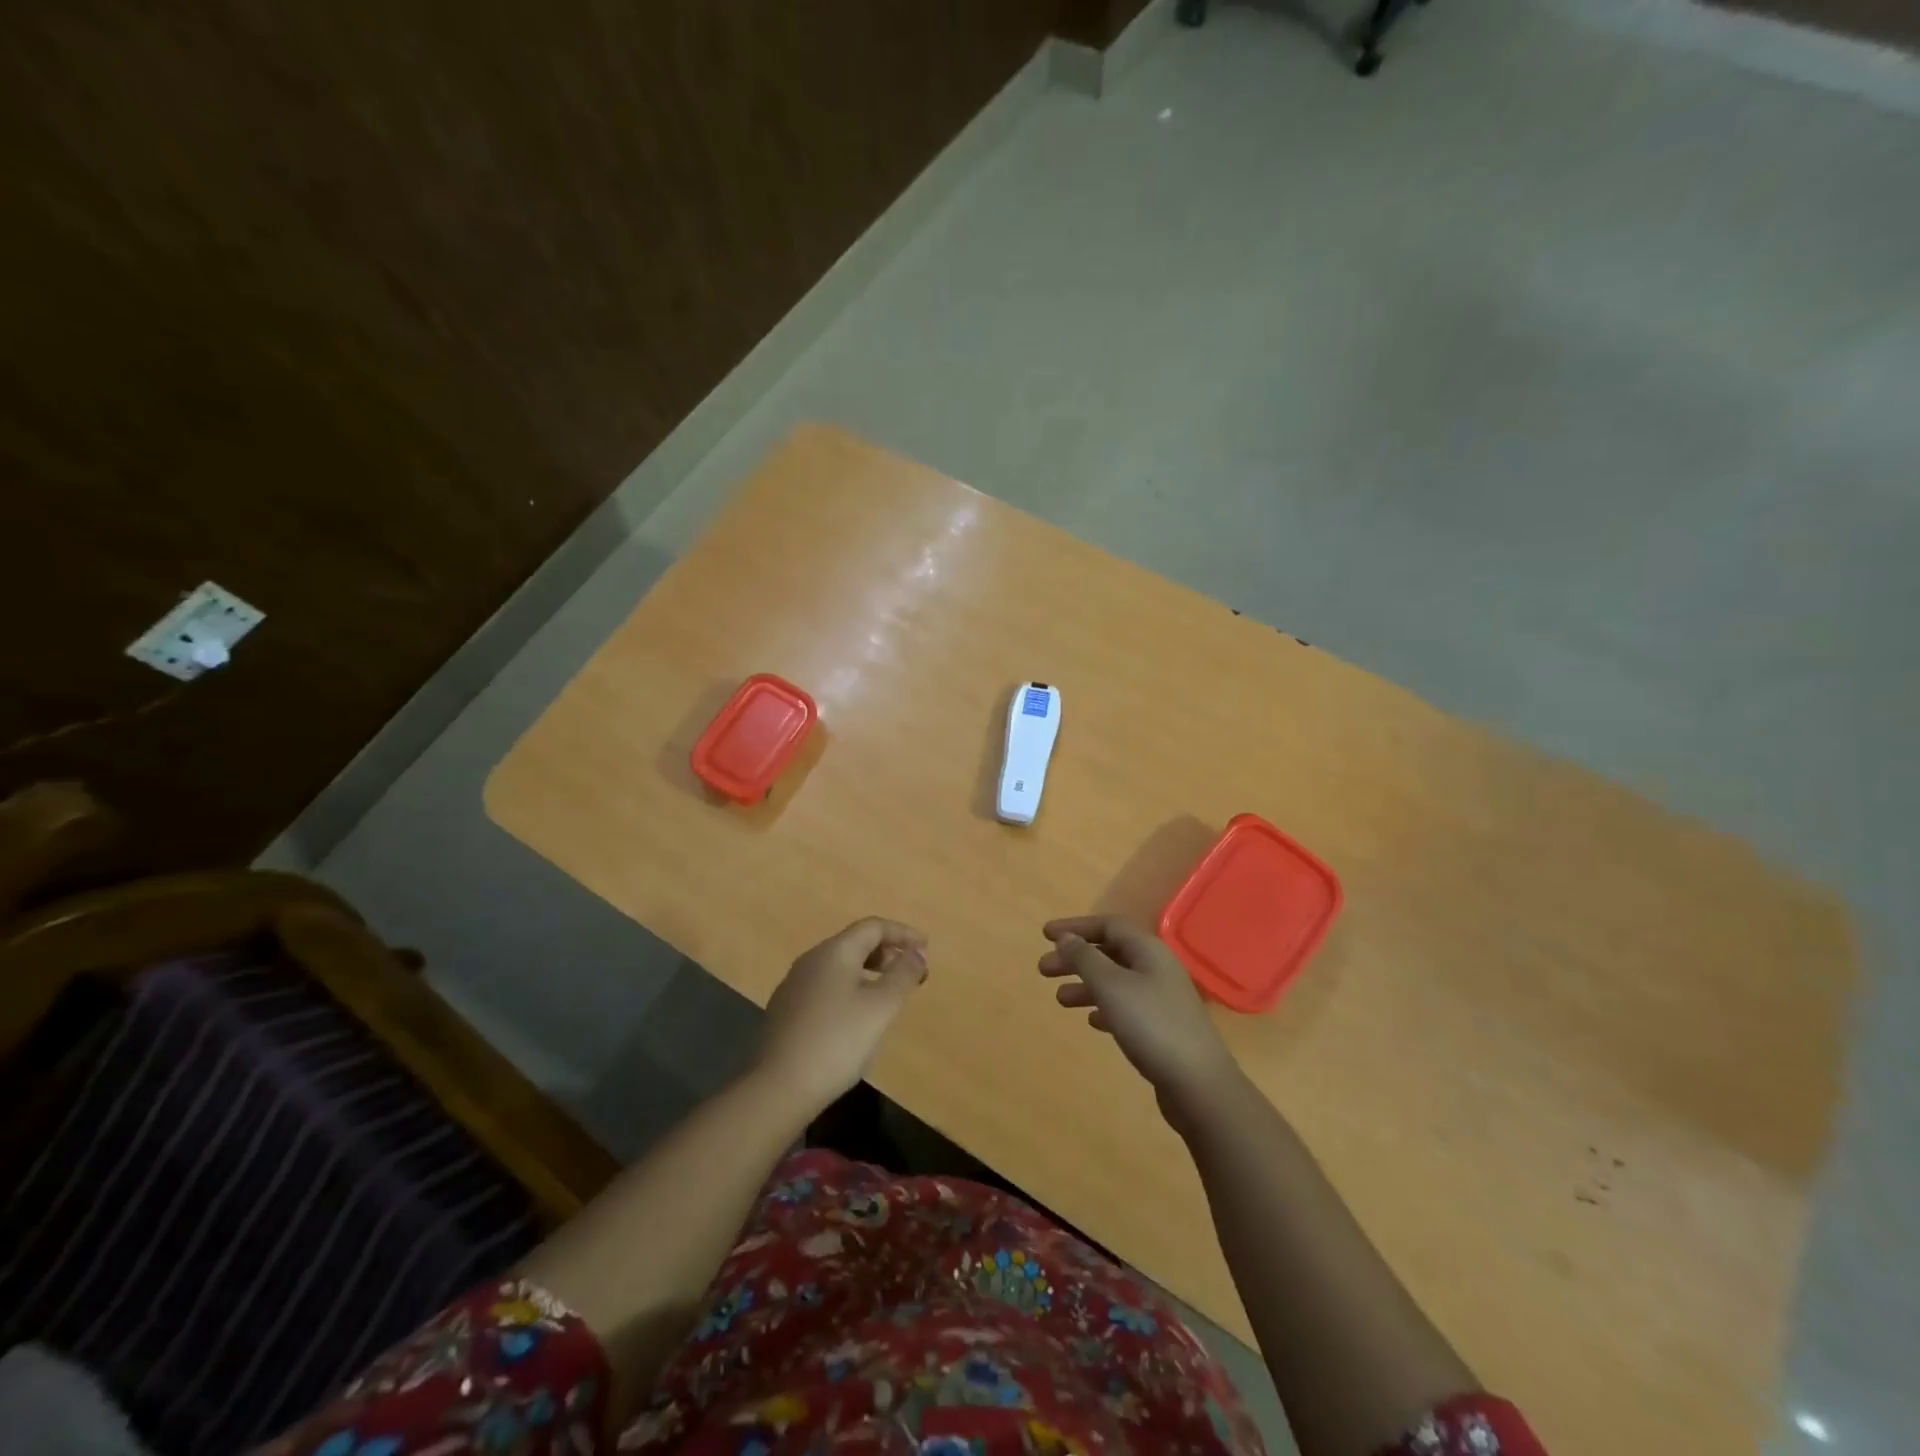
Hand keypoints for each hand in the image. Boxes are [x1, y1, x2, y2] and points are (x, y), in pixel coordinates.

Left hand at [757, 917, 928, 1108]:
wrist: (779, 1087)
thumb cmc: (838, 1041)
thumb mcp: (881, 1007)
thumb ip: (903, 975)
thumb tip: (917, 953)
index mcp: (835, 951)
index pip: (873, 926)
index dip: (902, 933)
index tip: (926, 948)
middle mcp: (811, 959)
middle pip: (855, 942)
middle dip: (887, 952)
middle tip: (910, 974)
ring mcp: (794, 984)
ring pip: (839, 965)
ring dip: (868, 971)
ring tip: (887, 995)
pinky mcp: (786, 1009)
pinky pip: (826, 985)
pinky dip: (849, 988)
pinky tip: (855, 1016)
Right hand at [1039, 915, 1239, 1117]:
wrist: (1198, 1083)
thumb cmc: (1151, 1025)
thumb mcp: (1111, 986)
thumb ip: (1085, 958)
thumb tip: (1065, 937)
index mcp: (1148, 950)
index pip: (1108, 925)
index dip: (1076, 927)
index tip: (1045, 935)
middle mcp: (1157, 967)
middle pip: (1110, 952)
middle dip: (1076, 958)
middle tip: (1043, 969)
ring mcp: (1162, 998)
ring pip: (1116, 981)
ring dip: (1086, 985)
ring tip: (1060, 999)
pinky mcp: (1162, 1027)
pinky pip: (1126, 1007)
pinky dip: (1104, 1007)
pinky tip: (1091, 1021)